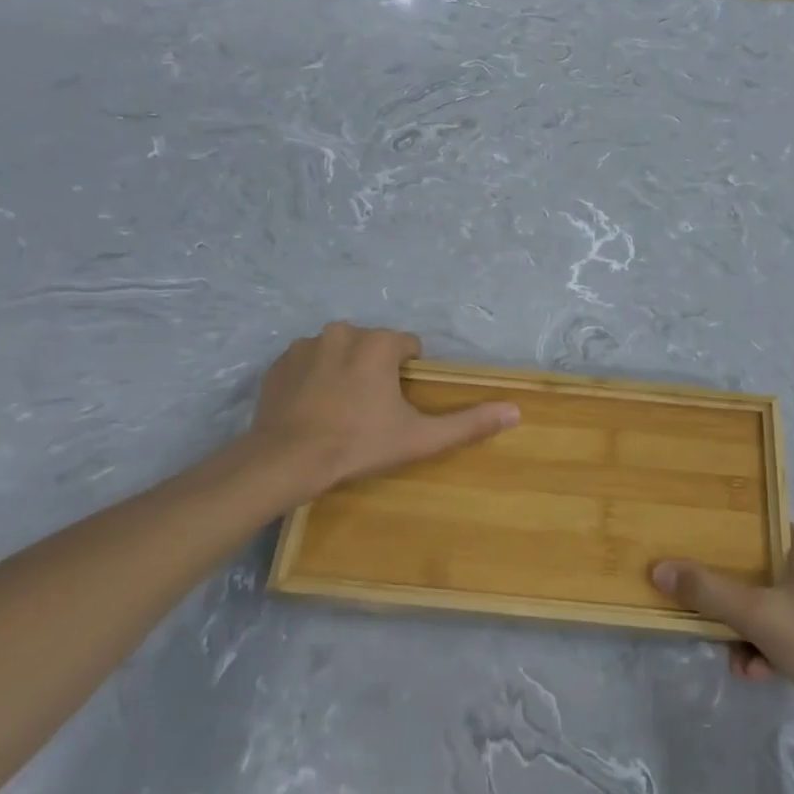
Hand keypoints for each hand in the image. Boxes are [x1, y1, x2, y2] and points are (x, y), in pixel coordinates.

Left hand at [238, 323, 518, 500]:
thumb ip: (468, 422)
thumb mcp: (419, 438)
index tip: (398, 403)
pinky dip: (312, 379)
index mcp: (378, 343)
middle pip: (372, 345)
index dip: (408, 373)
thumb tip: (515, 410)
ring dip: (343, 371)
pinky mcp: (278, 363)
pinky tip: (310, 409)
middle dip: (374, 370)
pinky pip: (306, 364)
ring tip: (338, 411)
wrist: (285, 461)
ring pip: (338, 351)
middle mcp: (342, 332)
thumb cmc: (358, 444)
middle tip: (369, 411)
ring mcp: (305, 345)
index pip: (407, 345)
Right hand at [652, 531, 793, 760]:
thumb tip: (660, 568)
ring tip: (736, 660)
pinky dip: (768, 650)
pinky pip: (786, 634)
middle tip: (705, 614)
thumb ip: (708, 591)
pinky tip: (757, 674)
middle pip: (757, 572)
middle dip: (729, 599)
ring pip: (769, 607)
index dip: (723, 540)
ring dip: (746, 632)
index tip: (693, 553)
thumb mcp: (760, 615)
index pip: (756, 529)